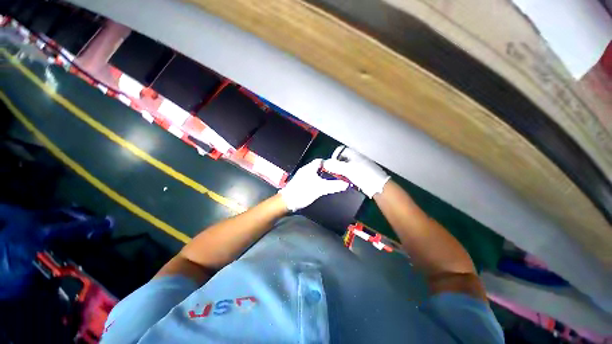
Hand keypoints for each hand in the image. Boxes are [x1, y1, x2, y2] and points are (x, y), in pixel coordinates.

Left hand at [279, 159, 348, 210]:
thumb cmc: (302, 192)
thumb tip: (345, 184)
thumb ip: (333, 186)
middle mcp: (305, 170)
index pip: (320, 161)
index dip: (329, 163)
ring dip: (322, 177)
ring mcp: (302, 177)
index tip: (336, 168)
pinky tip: (320, 188)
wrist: (287, 202)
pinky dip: (317, 182)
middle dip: (327, 171)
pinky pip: (311, 180)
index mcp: (309, 168)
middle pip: (318, 167)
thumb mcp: (320, 189)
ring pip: (314, 174)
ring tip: (330, 182)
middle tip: (335, 176)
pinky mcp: (300, 184)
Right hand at [323, 146, 389, 197]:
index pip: (341, 150)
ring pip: (347, 166)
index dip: (335, 155)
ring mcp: (360, 166)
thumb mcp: (347, 169)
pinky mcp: (361, 174)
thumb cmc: (363, 174)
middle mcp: (357, 158)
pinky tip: (344, 180)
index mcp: (354, 154)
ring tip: (337, 177)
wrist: (377, 185)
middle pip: (343, 159)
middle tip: (332, 171)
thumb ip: (336, 166)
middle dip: (337, 164)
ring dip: (341, 171)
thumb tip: (325, 163)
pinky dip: (346, 176)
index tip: (330, 163)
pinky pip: (351, 173)